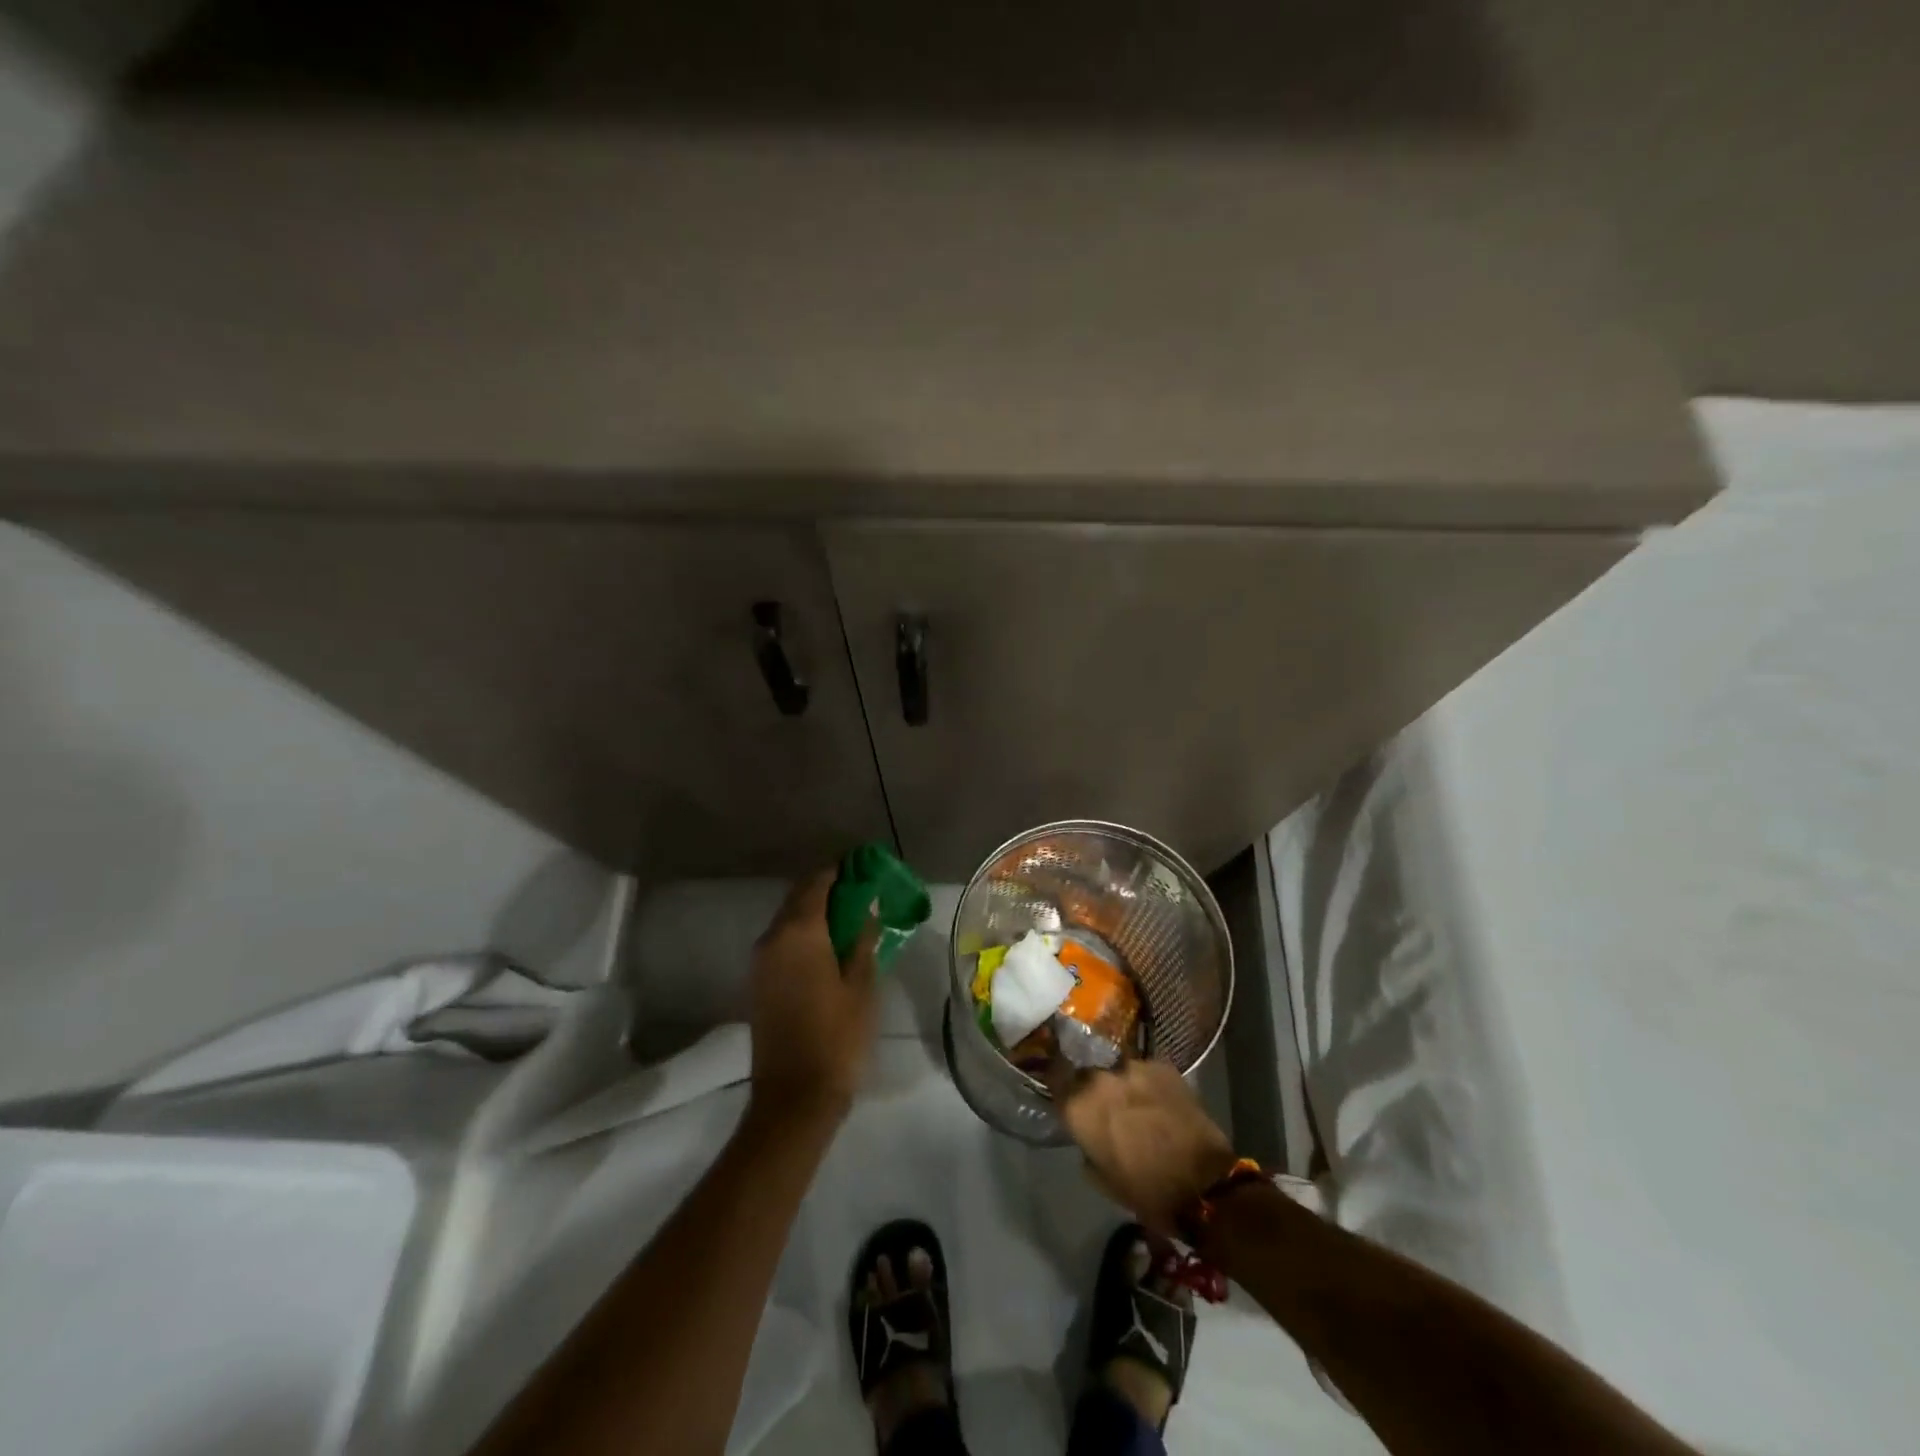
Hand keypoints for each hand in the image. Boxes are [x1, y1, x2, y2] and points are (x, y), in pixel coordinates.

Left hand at [747, 869, 879, 1126]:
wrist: (793, 1098)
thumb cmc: (838, 1038)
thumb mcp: (862, 986)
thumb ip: (864, 940)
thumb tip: (867, 910)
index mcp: (800, 932)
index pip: (818, 882)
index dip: (842, 871)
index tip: (866, 870)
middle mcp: (773, 938)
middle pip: (800, 897)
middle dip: (830, 890)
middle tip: (863, 896)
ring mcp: (760, 961)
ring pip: (789, 920)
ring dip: (816, 913)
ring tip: (850, 921)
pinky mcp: (758, 982)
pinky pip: (782, 942)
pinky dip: (804, 934)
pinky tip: (829, 949)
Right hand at [1051, 1058, 1236, 1236]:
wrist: (1204, 1184)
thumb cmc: (1146, 1191)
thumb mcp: (1102, 1179)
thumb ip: (1087, 1147)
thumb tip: (1090, 1134)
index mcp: (1079, 1106)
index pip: (1054, 1077)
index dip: (1058, 1084)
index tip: (1064, 1092)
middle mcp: (1100, 1078)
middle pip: (1087, 1074)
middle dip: (1093, 1088)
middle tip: (1106, 1107)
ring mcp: (1133, 1067)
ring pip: (1118, 1070)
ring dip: (1122, 1085)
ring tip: (1137, 1104)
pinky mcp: (1163, 1065)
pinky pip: (1146, 1070)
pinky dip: (1148, 1083)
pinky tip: (1160, 1101)